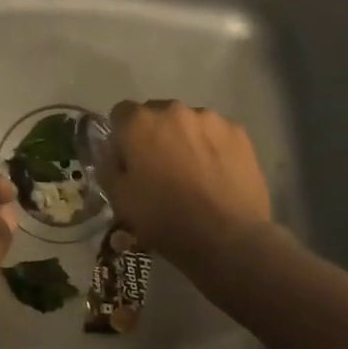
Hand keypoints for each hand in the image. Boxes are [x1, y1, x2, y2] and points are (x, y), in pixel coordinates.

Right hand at [99, 101, 272, 274]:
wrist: (227, 238)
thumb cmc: (165, 219)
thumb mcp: (119, 200)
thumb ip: (109, 166)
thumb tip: (112, 152)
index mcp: (139, 123)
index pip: (121, 113)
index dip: (122, 137)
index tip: (129, 161)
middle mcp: (173, 110)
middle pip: (156, 114)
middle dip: (155, 135)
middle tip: (161, 169)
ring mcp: (210, 119)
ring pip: (188, 123)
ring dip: (185, 139)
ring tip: (194, 173)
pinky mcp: (238, 132)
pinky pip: (216, 133)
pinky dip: (213, 147)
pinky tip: (217, 175)